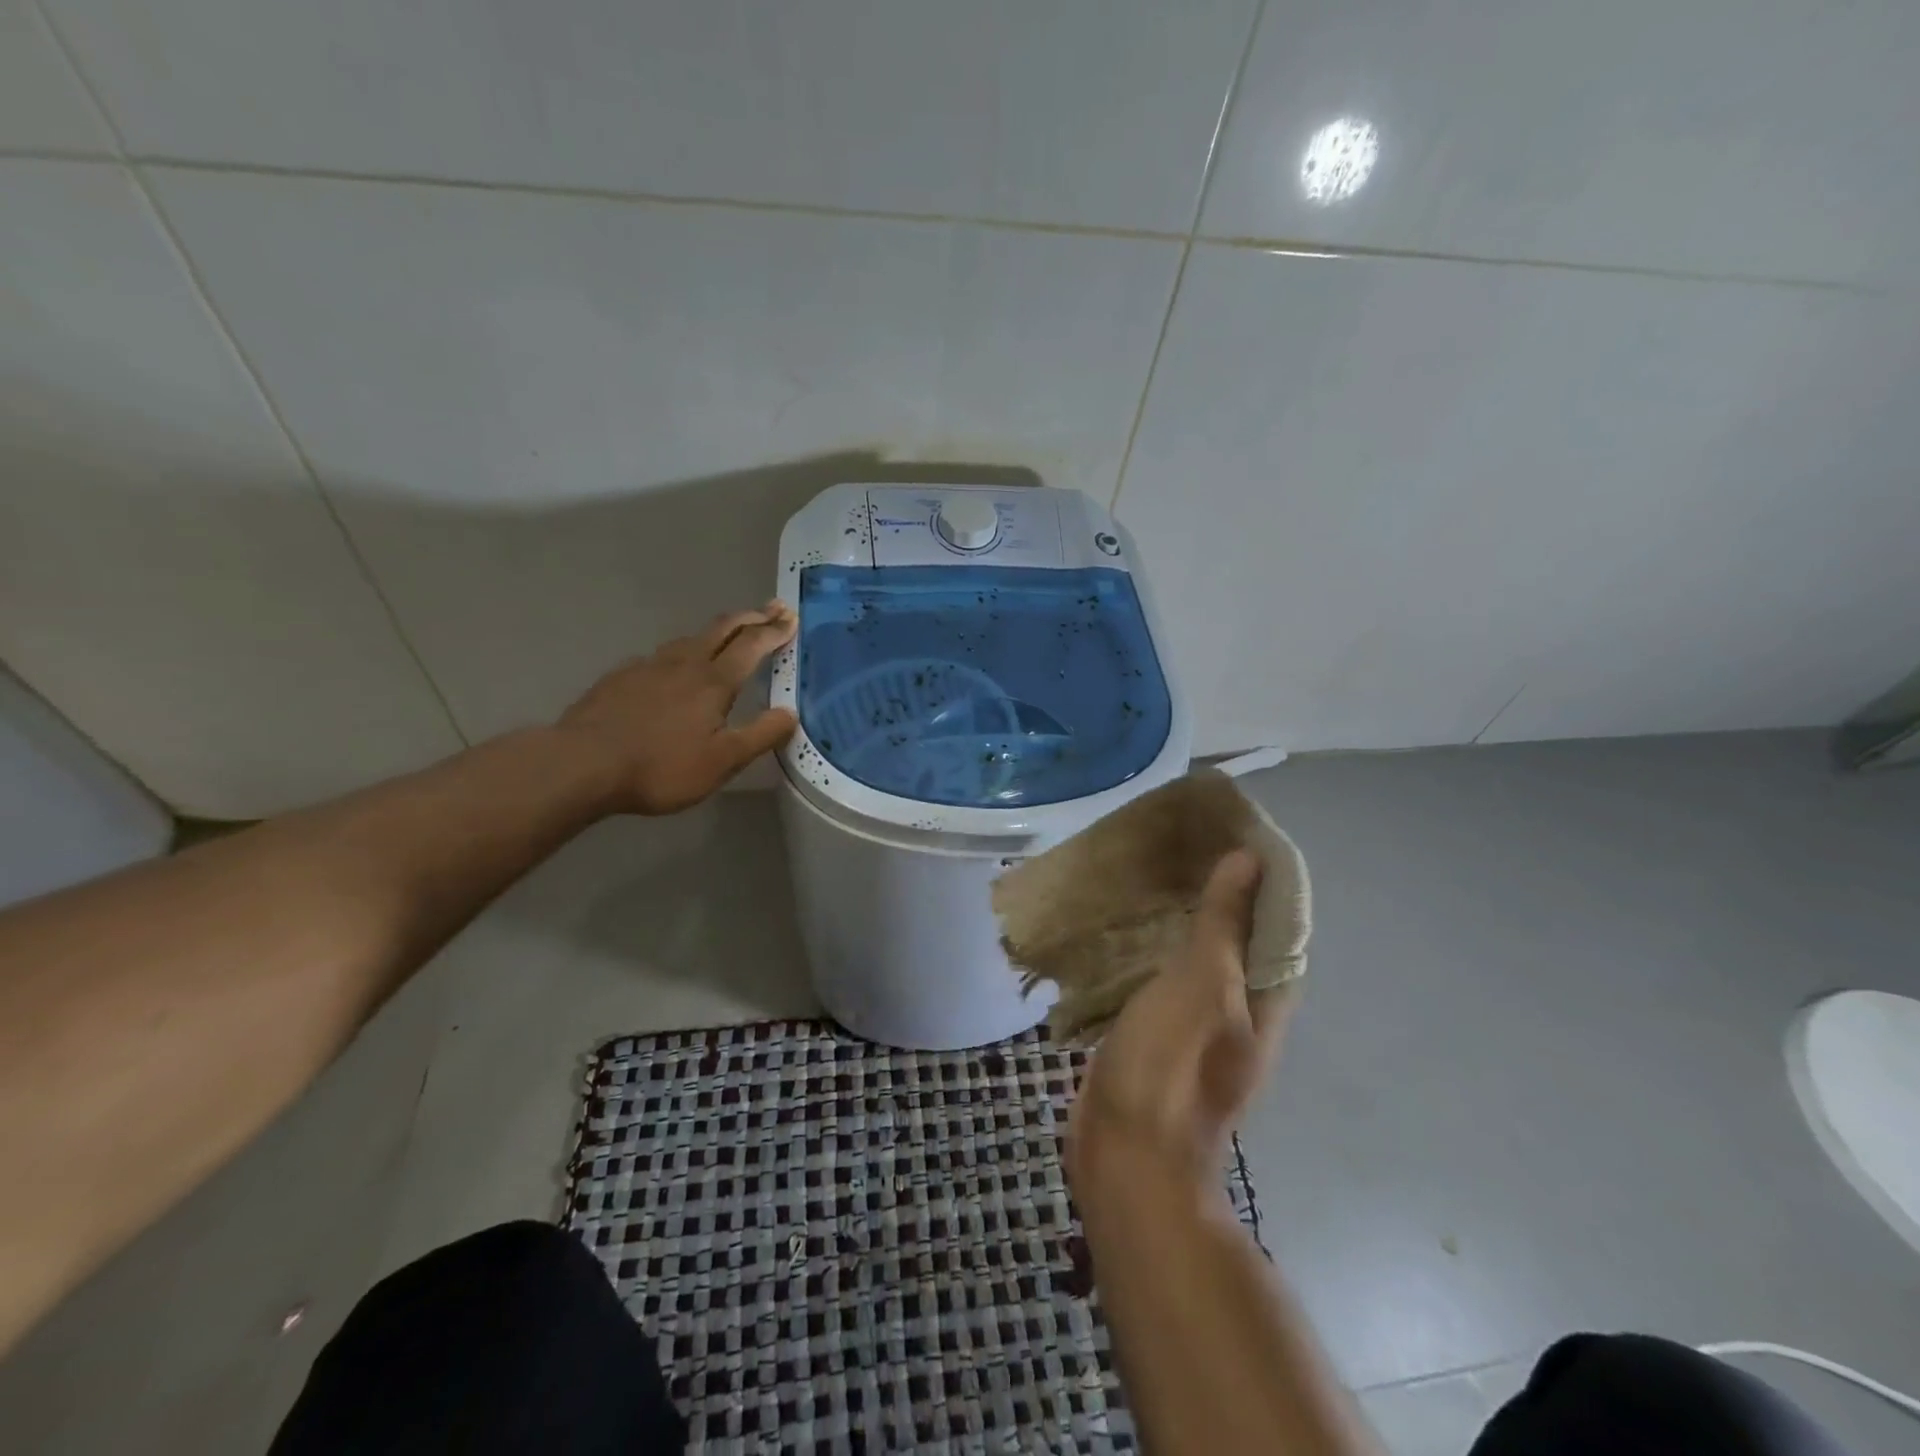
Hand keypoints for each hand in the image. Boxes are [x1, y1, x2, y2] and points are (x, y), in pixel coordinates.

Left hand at [557, 601, 798, 814]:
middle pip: (723, 629)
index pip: (752, 645)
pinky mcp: (621, 677)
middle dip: (751, 616)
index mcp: (714, 681)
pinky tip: (673, 669)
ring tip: (728, 635)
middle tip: (772, 608)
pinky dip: (681, 653)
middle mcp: (684, 663)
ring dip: (717, 632)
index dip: (774, 630)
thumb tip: (790, 713)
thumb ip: (761, 735)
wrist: (582, 764)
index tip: (791, 617)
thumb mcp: (723, 761)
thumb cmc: (661, 766)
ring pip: (690, 639)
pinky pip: (660, 656)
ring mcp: (648, 666)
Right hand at [1068, 850, 1292, 1194]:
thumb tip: (1248, 860)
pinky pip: (1158, 977)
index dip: (1260, 876)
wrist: (1127, 1158)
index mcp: (1264, 997)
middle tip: (1177, 844)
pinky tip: (1120, 927)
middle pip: (1235, 937)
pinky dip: (1147, 948)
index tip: (1227, 831)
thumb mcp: (1202, 986)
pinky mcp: (1155, 1033)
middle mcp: (1238, 1008)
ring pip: (1193, 956)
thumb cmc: (1171, 1066)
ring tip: (1147, 872)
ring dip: (1178, 918)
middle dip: (1214, 891)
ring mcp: (1195, 1023)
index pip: (1276, 922)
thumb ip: (1223, 924)